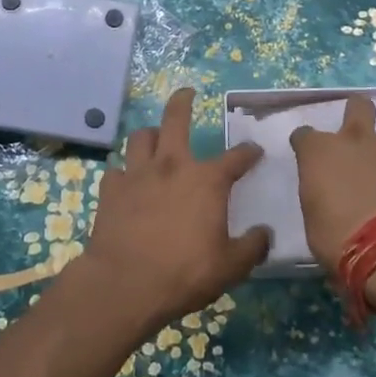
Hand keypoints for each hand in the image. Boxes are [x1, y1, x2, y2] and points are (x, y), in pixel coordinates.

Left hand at [79, 88, 269, 332]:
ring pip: (140, 137)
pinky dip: (124, 173)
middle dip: (183, 102)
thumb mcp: (230, 267)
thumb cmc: (184, 273)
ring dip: (150, 134)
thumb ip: (252, 247)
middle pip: (176, 120)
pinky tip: (127, 182)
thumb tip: (265, 233)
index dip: (248, 152)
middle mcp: (172, 166)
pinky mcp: (111, 190)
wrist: (124, 284)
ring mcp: (138, 175)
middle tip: (187, 92)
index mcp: (207, 180)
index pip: (236, 157)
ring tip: (154, 137)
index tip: (255, 151)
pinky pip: (116, 171)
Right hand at [290, 95, 375, 275]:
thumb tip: (327, 195)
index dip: (305, 145)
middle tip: (355, 135)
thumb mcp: (313, 220)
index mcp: (320, 152)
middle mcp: (355, 140)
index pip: (304, 135)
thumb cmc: (339, 239)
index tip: (307, 155)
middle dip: (356, 112)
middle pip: (358, 106)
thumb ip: (320, 195)